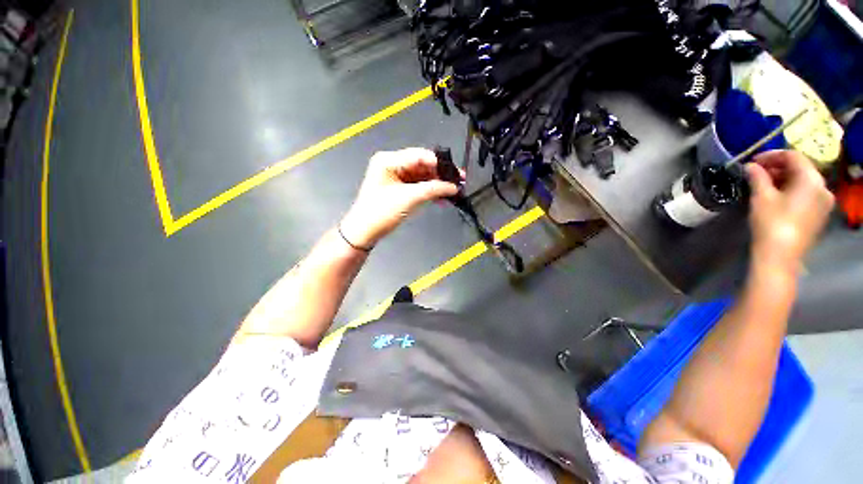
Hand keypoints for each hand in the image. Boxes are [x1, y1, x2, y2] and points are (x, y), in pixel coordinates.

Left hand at [339, 148, 460, 248]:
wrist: (364, 231)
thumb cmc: (382, 212)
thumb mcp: (409, 198)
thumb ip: (433, 189)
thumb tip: (454, 187)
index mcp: (389, 160)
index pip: (419, 156)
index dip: (439, 163)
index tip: (456, 173)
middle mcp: (392, 164)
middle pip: (422, 165)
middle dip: (440, 174)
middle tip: (459, 181)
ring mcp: (395, 176)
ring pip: (422, 176)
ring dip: (437, 184)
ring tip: (454, 191)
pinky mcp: (398, 188)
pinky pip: (418, 185)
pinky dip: (429, 191)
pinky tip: (442, 197)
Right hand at [746, 150, 833, 269]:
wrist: (780, 256)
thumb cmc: (771, 223)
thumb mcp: (761, 197)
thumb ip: (757, 177)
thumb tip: (750, 166)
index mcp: (811, 179)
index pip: (793, 156)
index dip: (771, 155)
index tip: (752, 161)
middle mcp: (823, 187)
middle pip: (801, 168)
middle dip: (777, 168)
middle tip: (755, 173)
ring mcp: (824, 203)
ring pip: (803, 181)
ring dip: (783, 179)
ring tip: (763, 184)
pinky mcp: (819, 214)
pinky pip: (806, 194)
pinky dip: (791, 190)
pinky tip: (776, 196)